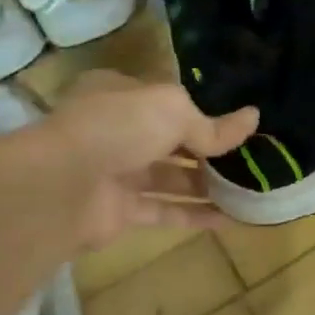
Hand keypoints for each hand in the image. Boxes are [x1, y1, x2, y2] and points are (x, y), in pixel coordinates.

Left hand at [30, 71, 258, 250]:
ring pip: (169, 179)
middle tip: (252, 159)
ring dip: (207, 185)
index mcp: (122, 95)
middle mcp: (117, 131)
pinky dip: (194, 215)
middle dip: (209, 151)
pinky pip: (163, 212)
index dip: (203, 112)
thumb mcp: (173, 111)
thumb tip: (254, 118)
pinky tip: (230, 219)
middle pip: (171, 141)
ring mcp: (116, 173)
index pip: (168, 101)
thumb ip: (212, 125)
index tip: (238, 125)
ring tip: (249, 189)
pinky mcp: (118, 212)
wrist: (60, 185)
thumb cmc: (118, 127)